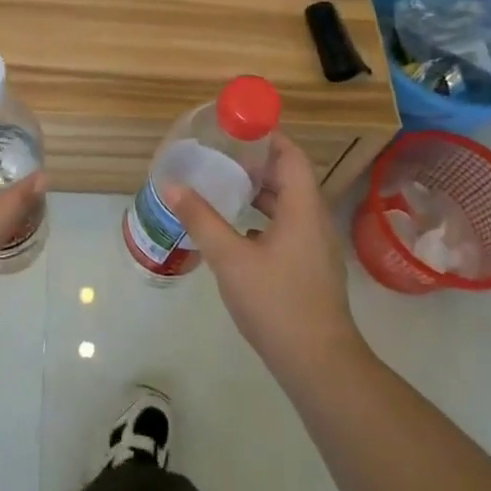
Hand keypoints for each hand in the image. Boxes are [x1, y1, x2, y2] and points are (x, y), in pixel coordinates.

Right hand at [166, 133, 363, 381]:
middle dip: (256, 162)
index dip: (268, 136)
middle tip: (220, 154)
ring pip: (288, 204)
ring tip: (223, 185)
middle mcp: (314, 220)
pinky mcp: (310, 267)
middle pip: (289, 177)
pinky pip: (287, 226)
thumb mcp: (230, 259)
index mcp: (303, 208)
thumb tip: (171, 185)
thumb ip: (201, 219)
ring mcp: (315, 246)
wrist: (319, 364)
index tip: (236, 126)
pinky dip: (263, 217)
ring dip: (259, 191)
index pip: (291, 155)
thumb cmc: (277, 303)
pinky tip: (236, 229)